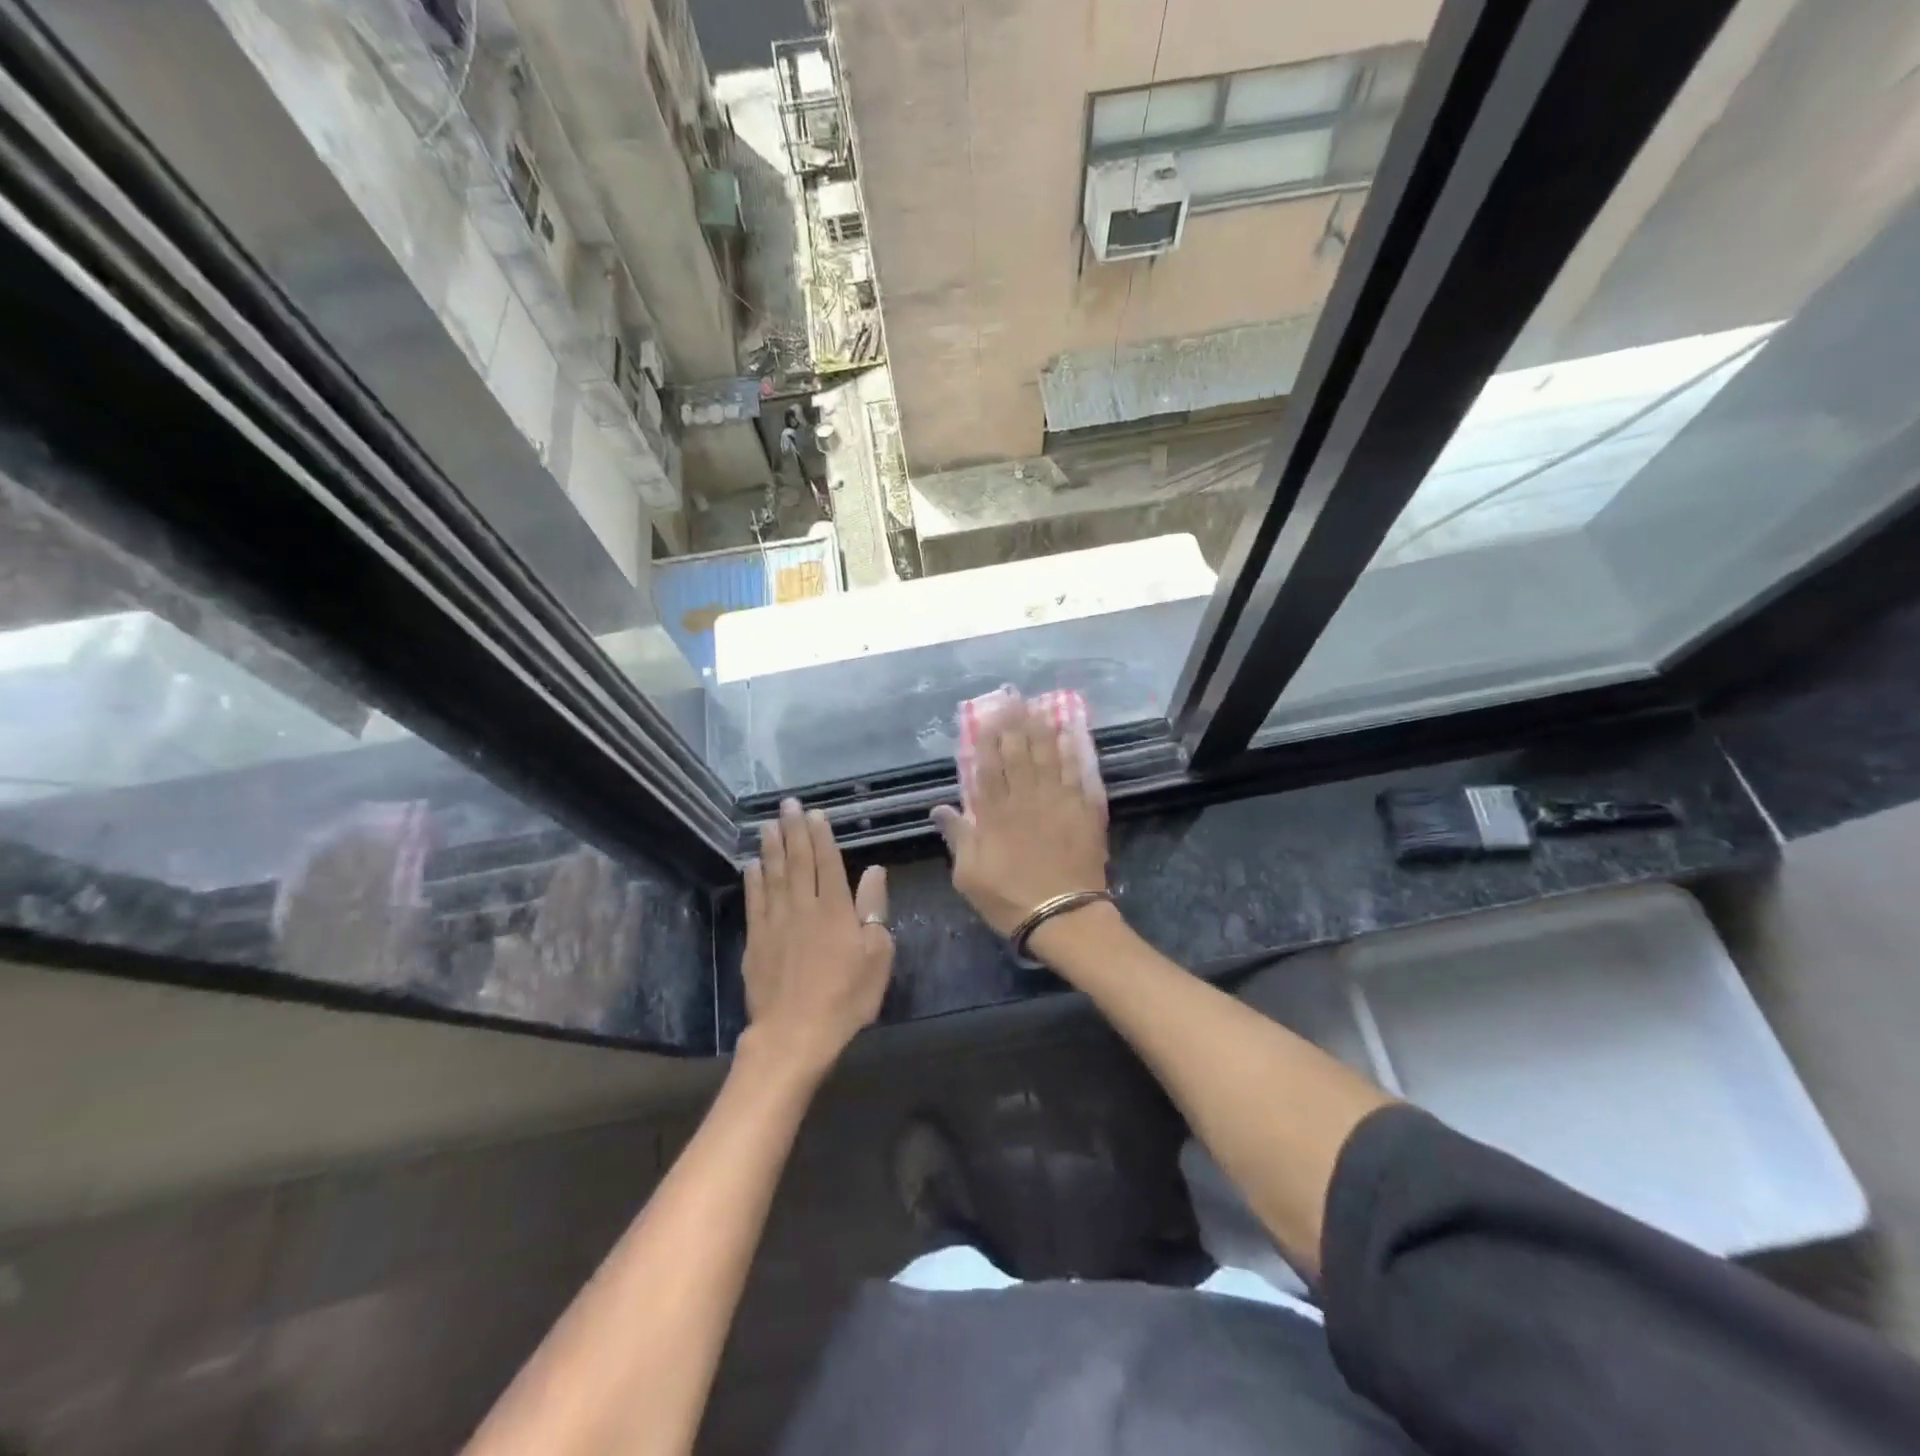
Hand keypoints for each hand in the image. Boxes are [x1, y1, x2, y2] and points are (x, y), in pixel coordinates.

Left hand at [741, 799, 893, 1078]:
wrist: (795, 1033)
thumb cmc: (845, 998)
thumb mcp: (876, 956)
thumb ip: (873, 910)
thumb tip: (874, 871)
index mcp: (836, 909)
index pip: (828, 863)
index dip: (822, 836)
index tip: (815, 813)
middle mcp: (803, 907)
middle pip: (798, 861)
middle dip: (793, 830)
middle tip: (787, 804)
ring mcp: (776, 922)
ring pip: (774, 875)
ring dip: (772, 847)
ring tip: (768, 824)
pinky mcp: (756, 940)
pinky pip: (754, 901)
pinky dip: (753, 880)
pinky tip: (752, 864)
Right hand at [931, 698, 1108, 936]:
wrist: (1064, 917)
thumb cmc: (1010, 899)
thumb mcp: (969, 875)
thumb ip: (958, 837)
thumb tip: (940, 808)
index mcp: (994, 814)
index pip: (988, 767)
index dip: (987, 739)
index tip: (986, 716)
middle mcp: (1025, 800)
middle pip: (1019, 754)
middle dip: (1014, 724)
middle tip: (1013, 698)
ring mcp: (1056, 803)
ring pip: (1048, 757)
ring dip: (1042, 730)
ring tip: (1038, 707)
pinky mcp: (1083, 812)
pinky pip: (1077, 774)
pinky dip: (1073, 753)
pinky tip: (1069, 734)